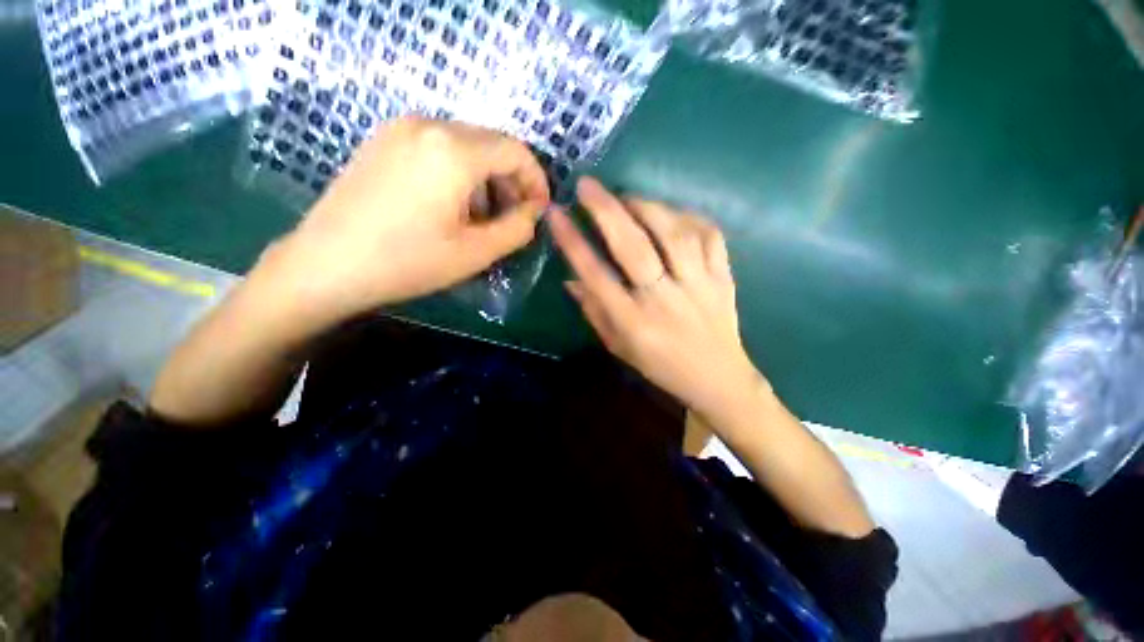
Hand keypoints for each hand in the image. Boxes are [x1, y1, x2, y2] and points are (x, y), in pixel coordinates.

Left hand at [261, 117, 549, 327]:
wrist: (326, 265)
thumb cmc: (407, 262)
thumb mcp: (476, 252)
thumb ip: (518, 228)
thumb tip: (534, 212)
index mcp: (453, 150)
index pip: (516, 151)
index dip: (536, 180)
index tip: (538, 210)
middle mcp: (428, 125)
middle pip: (491, 144)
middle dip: (512, 180)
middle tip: (515, 217)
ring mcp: (401, 129)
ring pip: (466, 145)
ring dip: (487, 179)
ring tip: (485, 217)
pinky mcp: (384, 141)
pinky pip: (439, 148)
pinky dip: (460, 173)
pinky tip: (453, 205)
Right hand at [550, 177, 763, 416]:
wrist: (717, 378)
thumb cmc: (660, 366)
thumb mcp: (618, 346)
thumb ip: (594, 311)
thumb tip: (572, 278)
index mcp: (634, 323)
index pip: (596, 275)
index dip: (573, 242)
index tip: (556, 213)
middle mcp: (664, 300)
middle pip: (634, 247)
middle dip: (607, 211)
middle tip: (588, 185)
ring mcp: (699, 286)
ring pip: (673, 233)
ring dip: (646, 207)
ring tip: (627, 197)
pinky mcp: (723, 277)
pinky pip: (709, 235)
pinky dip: (687, 217)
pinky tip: (670, 213)